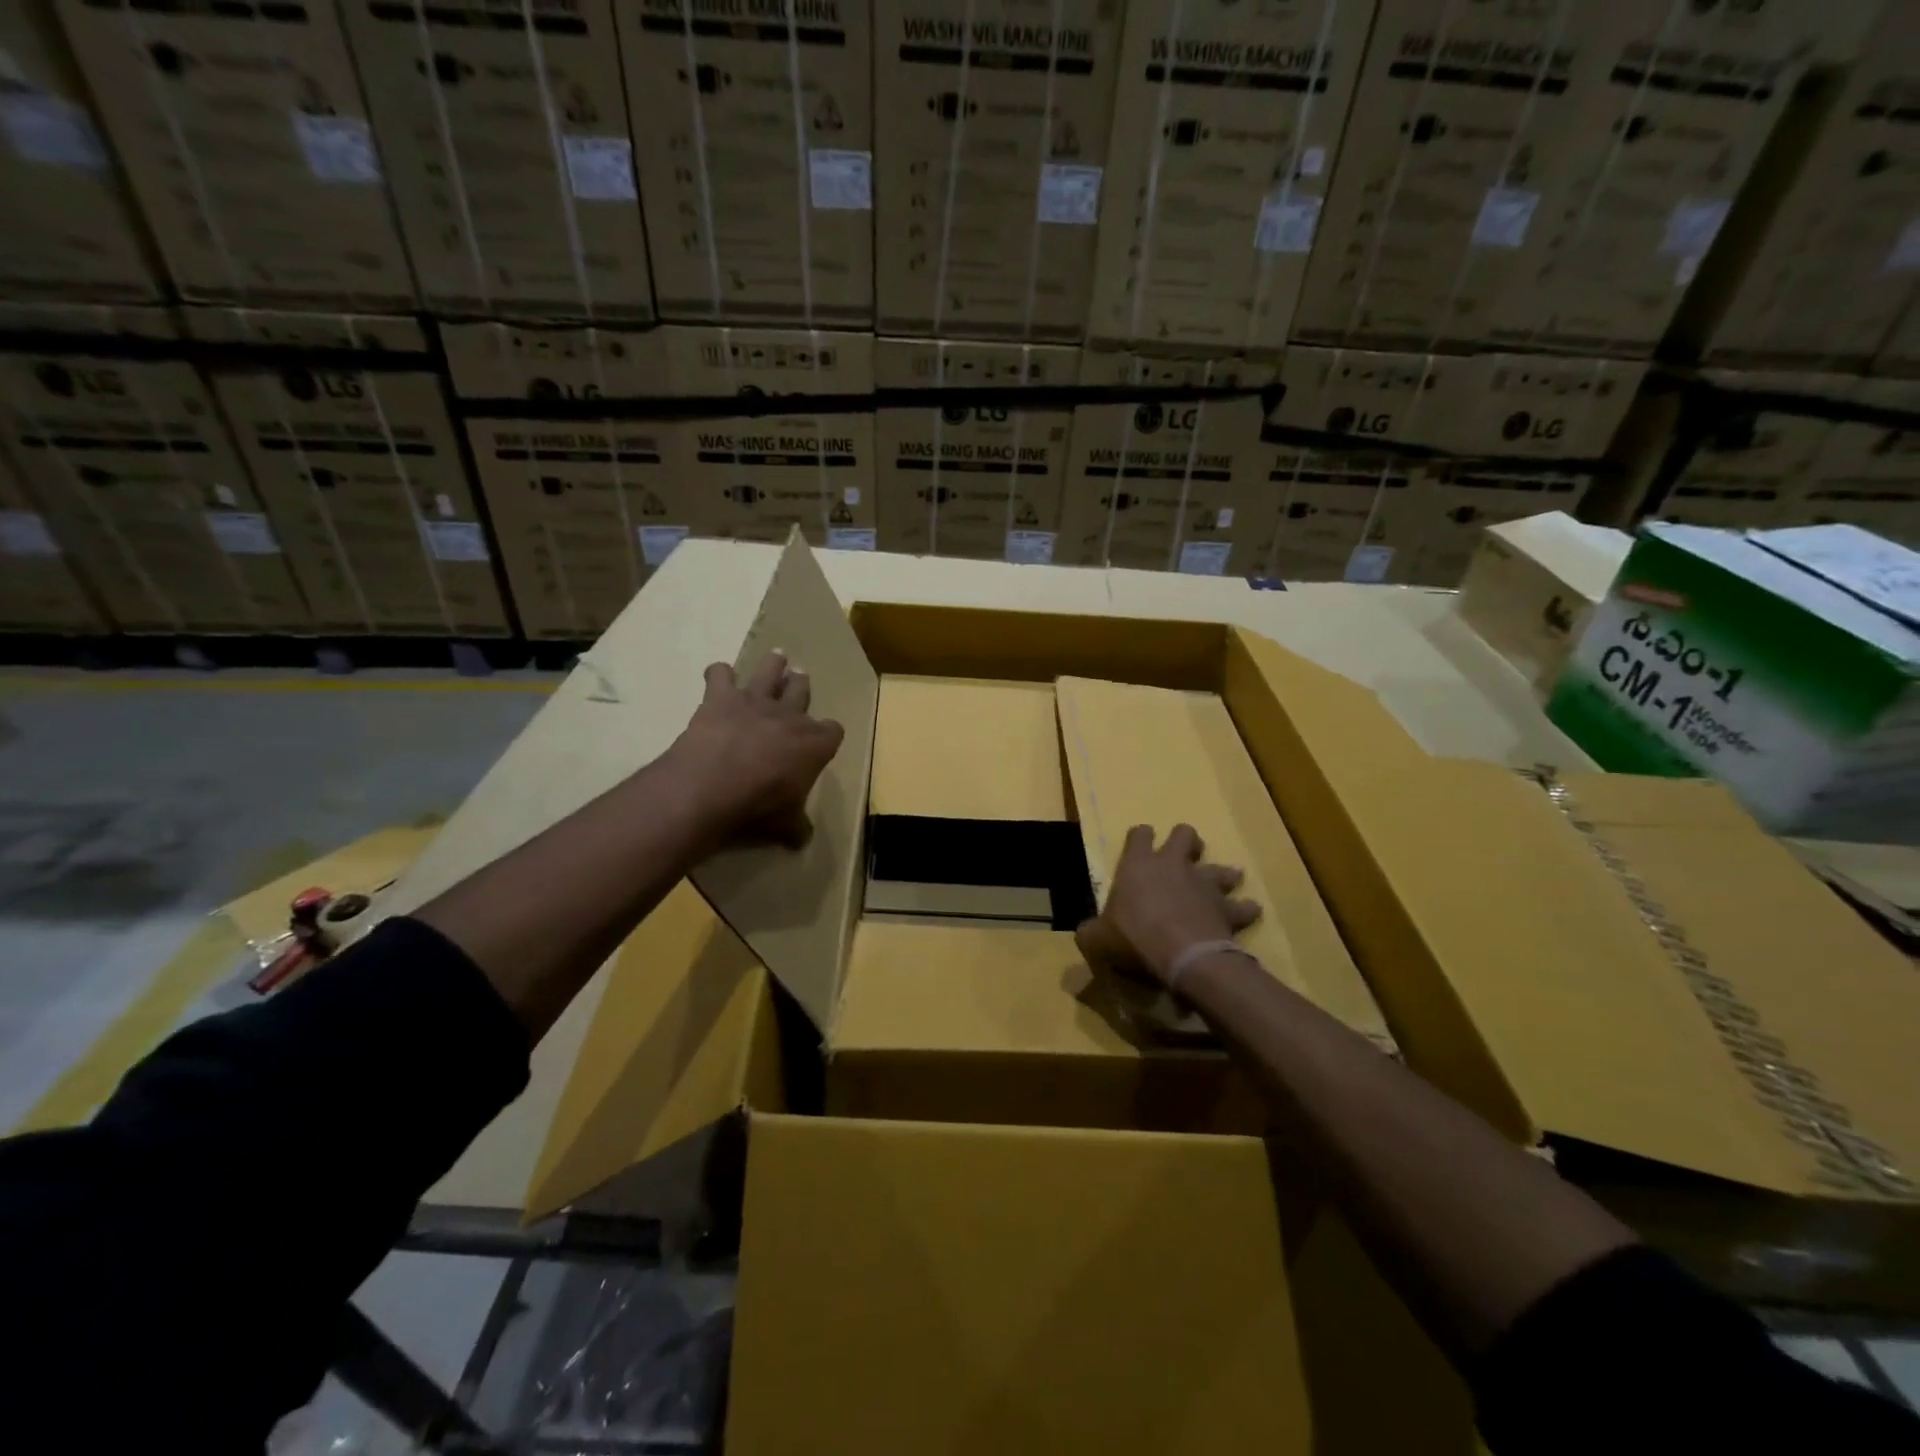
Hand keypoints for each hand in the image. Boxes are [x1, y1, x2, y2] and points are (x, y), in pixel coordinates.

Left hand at [672, 653, 844, 849]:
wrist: (714, 786)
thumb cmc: (759, 806)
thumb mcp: (785, 824)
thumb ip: (796, 826)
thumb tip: (802, 839)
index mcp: (814, 744)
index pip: (833, 731)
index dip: (827, 736)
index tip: (822, 743)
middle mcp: (790, 716)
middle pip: (802, 690)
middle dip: (802, 686)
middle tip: (800, 680)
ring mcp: (755, 701)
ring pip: (771, 671)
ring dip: (773, 666)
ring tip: (777, 659)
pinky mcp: (722, 698)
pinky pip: (720, 674)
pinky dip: (719, 675)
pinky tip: (718, 678)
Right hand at [1075, 824, 1260, 987]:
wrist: (1183, 956)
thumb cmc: (1134, 939)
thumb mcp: (1097, 939)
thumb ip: (1091, 932)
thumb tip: (1086, 934)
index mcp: (1138, 865)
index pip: (1139, 834)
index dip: (1140, 836)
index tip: (1140, 843)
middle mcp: (1173, 865)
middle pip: (1185, 835)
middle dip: (1187, 841)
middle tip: (1186, 855)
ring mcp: (1204, 884)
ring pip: (1221, 868)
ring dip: (1223, 874)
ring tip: (1225, 882)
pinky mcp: (1227, 909)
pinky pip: (1243, 906)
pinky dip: (1245, 910)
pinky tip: (1247, 913)